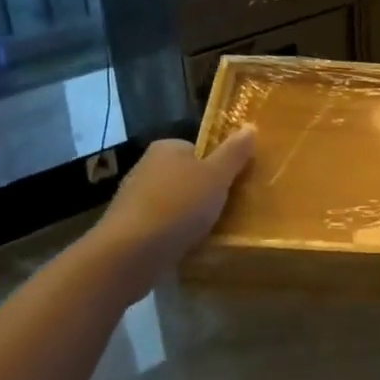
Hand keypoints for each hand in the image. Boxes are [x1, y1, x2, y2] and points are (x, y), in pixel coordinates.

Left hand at [97, 128, 255, 271]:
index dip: (220, 166)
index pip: (200, 149)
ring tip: (211, 232)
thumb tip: (250, 126)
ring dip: (190, 215)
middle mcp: (146, 166)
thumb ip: (234, 152)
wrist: (130, 253)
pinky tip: (188, 246)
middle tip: (229, 210)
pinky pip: (162, 225)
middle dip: (206, 192)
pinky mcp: (129, 227)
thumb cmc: (178, 206)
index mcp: (167, 147)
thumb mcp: (216, 176)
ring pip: (175, 202)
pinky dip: (175, 233)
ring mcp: (134, 198)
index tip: (234, 185)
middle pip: (188, 176)